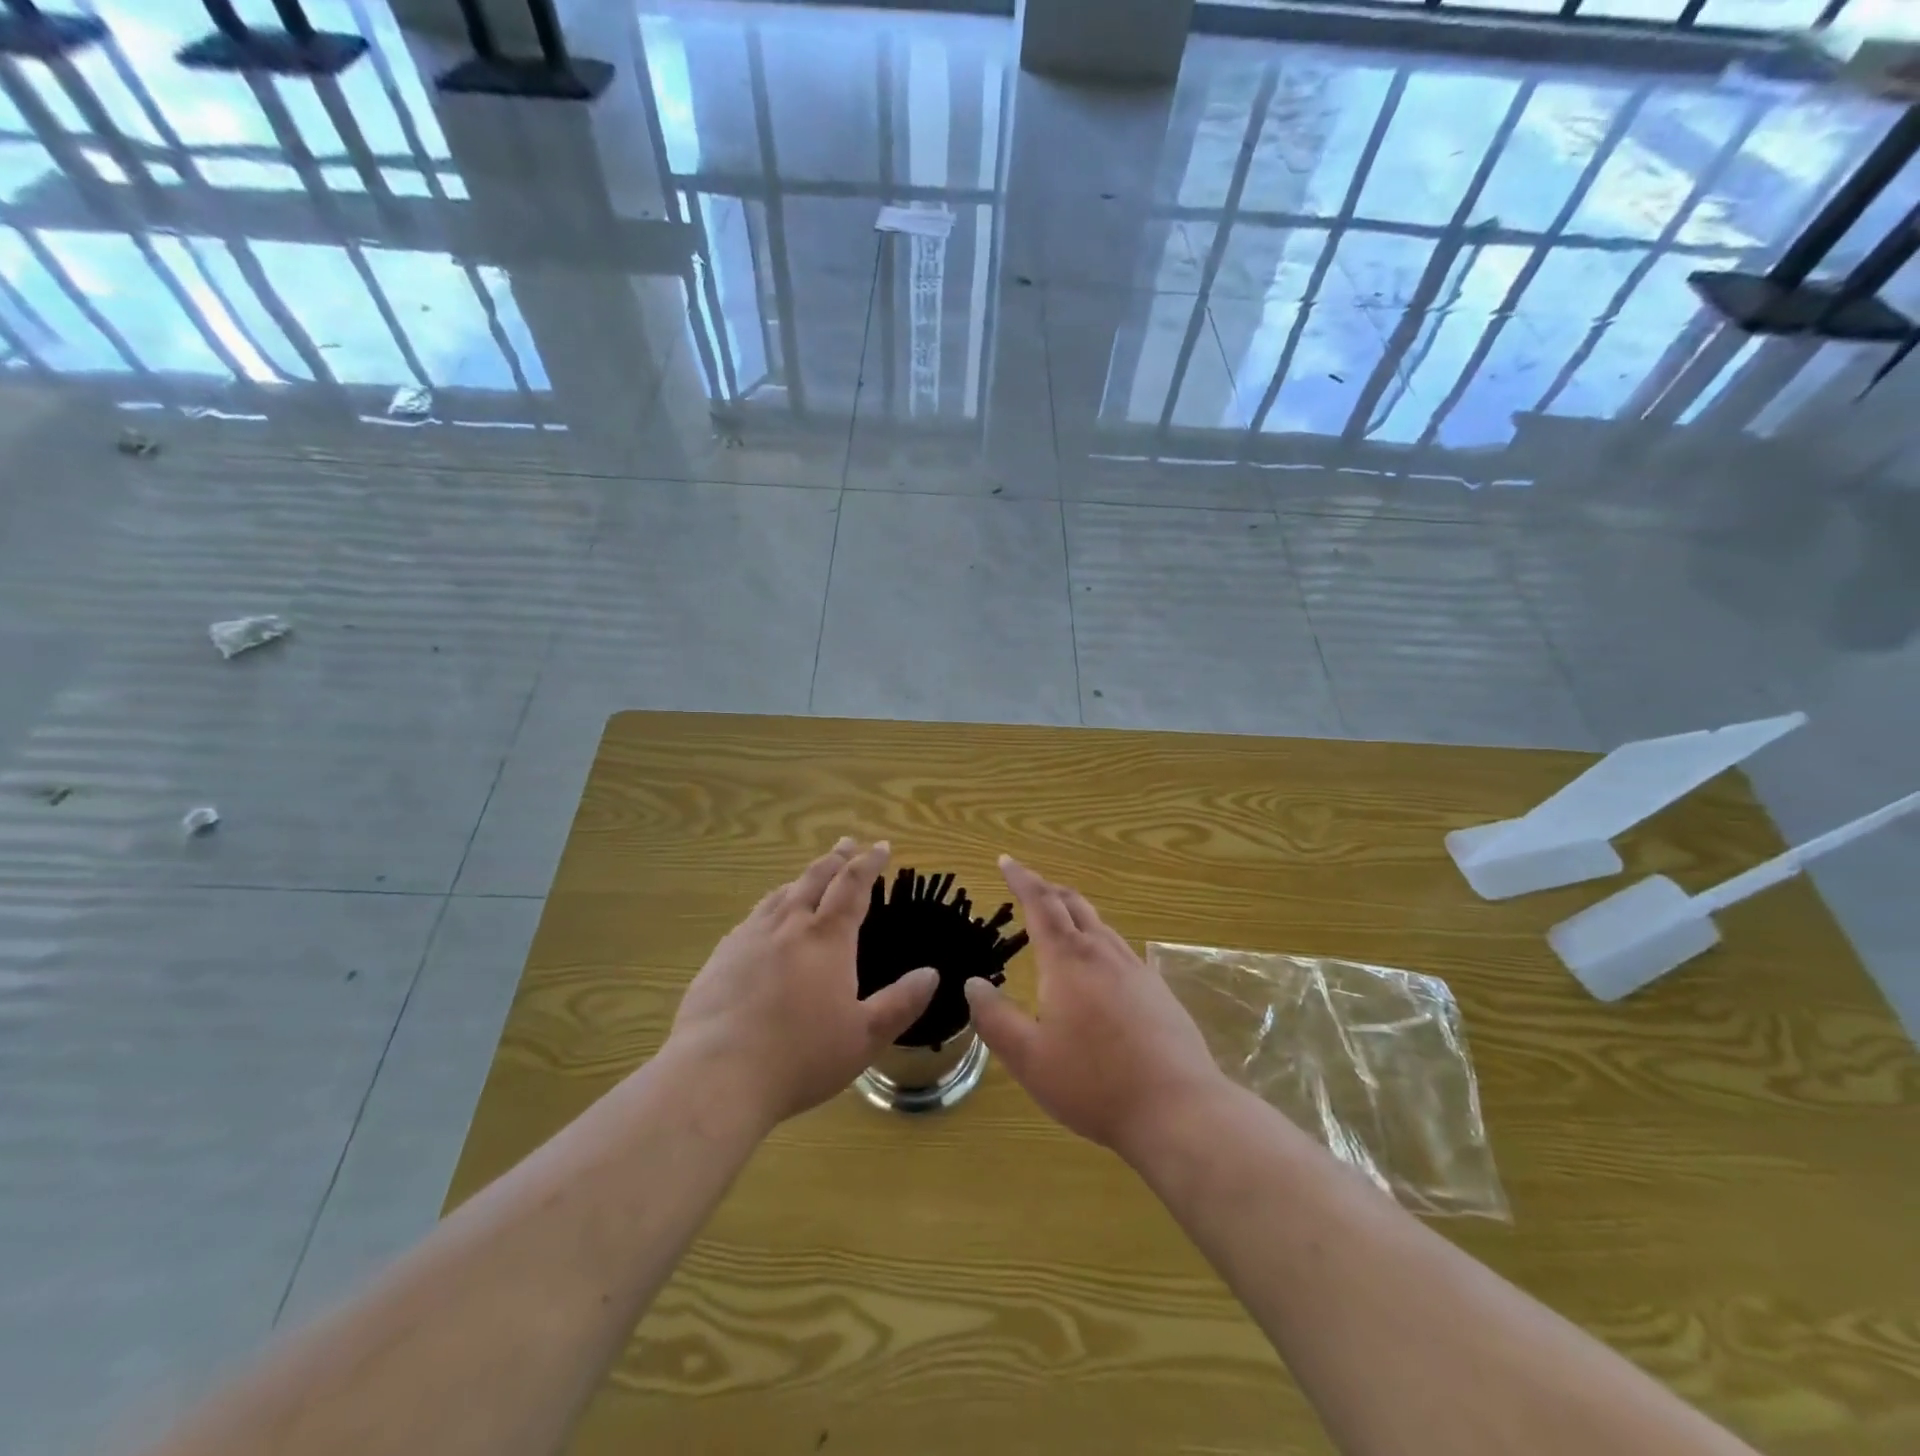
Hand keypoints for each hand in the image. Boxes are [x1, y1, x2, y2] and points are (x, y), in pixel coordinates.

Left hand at [668, 839, 937, 1126]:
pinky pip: (753, 916)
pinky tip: (766, 918)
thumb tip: (931, 974)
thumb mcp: (864, 1037)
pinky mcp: (721, 956)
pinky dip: (771, 905)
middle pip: (815, 878)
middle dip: (836, 858)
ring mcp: (750, 937)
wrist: (716, 1074)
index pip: (853, 886)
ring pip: (781, 893)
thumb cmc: (800, 1057)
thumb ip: (901, 1003)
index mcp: (827, 938)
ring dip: (802, 877)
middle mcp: (789, 925)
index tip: (881, 847)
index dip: (869, 863)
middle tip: (848, 843)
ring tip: (811, 875)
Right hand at [964, 855, 1226, 1156]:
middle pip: (1074, 905)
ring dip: (1075, 914)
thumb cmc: (1094, 1083)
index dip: (1021, 879)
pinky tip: (1099, 970)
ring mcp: (1136, 970)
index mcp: (1068, 961)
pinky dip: (1098, 941)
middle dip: (1048, 890)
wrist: (1178, 1108)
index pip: (1041, 903)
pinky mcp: (1158, 991)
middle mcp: (1103, 953)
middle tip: (1028, 887)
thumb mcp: (1030, 1058)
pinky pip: (1120, 950)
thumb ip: (995, 1019)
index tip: (1006, 861)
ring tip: (1059, 925)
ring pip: (1100, 925)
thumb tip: (973, 984)